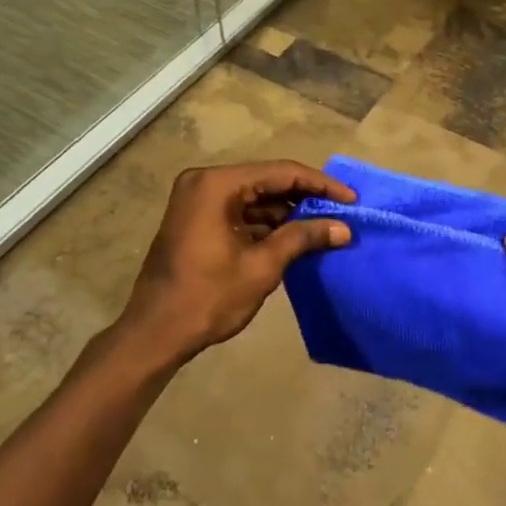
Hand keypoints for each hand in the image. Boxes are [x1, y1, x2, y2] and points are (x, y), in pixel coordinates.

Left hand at [119, 161, 354, 368]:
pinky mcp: (197, 220)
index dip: (320, 184)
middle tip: (341, 212)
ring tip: (325, 227)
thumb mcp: (262, 266)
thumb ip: (303, 238)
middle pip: (267, 181)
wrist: (155, 334)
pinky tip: (295, 237)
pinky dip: (265, 224)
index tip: (351, 199)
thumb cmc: (208, 297)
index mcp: (217, 183)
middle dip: (305, 198)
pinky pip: (239, 212)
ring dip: (287, 213)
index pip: (280, 172)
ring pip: (254, 197)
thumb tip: (343, 228)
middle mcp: (205, 182)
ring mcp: (198, 200)